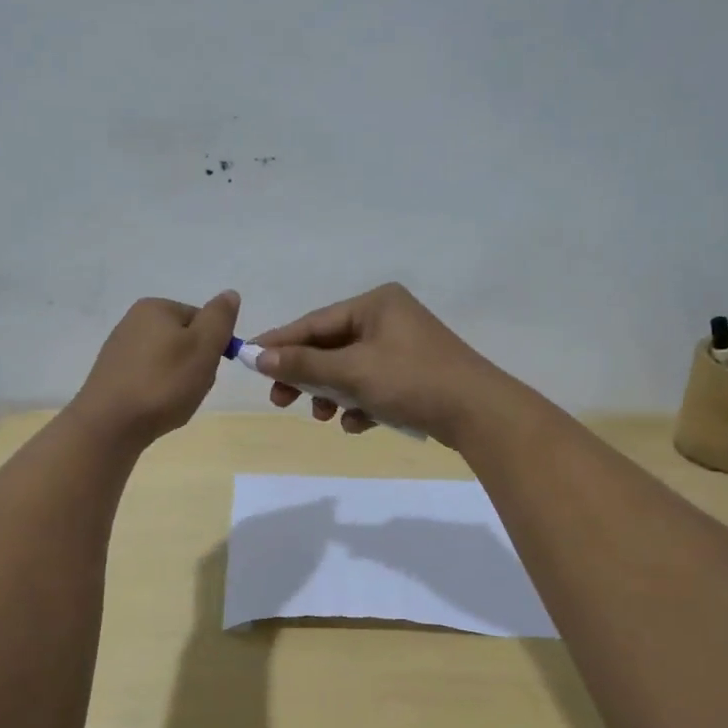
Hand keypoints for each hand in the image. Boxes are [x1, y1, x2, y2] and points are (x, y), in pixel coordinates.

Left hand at [69, 291, 240, 449]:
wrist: (109, 426)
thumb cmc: (163, 383)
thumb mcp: (203, 347)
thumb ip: (220, 318)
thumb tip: (230, 295)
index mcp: (156, 307)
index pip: (202, 320)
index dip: (213, 346)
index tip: (207, 369)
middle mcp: (134, 321)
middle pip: (185, 341)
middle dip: (195, 365)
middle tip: (191, 388)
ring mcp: (120, 348)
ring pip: (168, 362)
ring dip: (179, 381)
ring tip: (173, 402)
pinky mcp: (113, 375)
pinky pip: (149, 378)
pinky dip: (159, 392)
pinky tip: (155, 408)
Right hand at [250, 283, 507, 445]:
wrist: (479, 413)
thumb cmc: (411, 381)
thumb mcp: (352, 372)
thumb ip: (303, 363)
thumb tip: (257, 355)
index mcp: (376, 303)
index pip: (315, 322)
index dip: (280, 343)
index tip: (249, 360)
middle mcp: (389, 317)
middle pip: (331, 346)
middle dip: (308, 376)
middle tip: (281, 401)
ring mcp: (404, 346)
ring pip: (351, 369)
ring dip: (332, 394)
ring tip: (324, 417)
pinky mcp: (414, 373)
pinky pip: (373, 384)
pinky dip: (361, 403)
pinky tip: (359, 424)